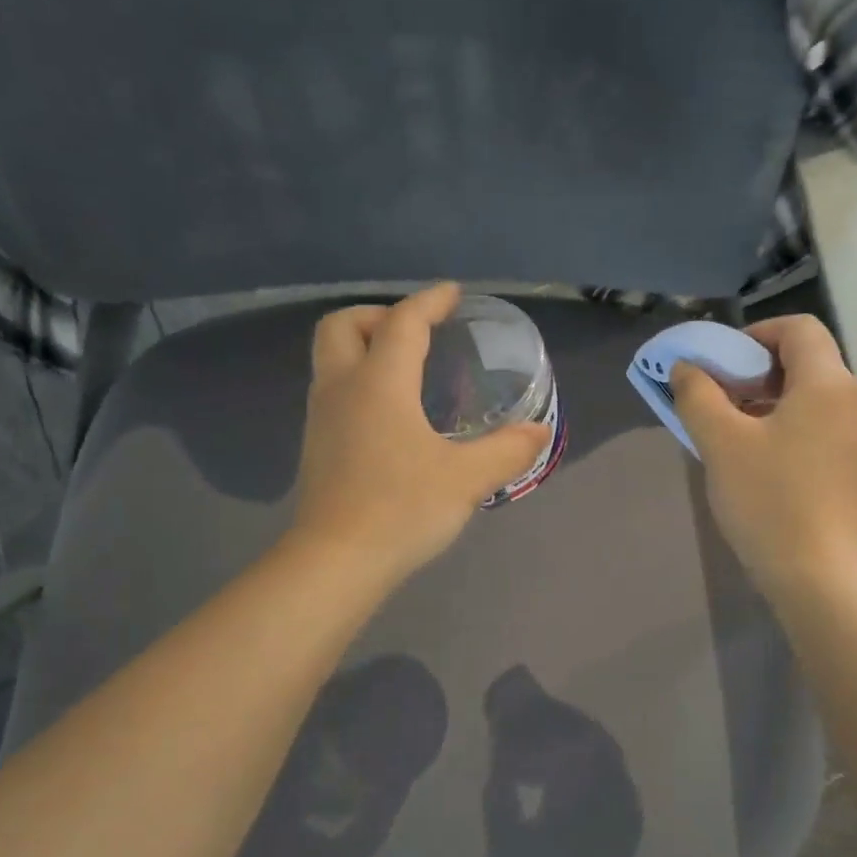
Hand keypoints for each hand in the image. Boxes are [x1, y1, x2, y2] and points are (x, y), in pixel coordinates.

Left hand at [291, 284, 550, 585]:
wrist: (336, 562)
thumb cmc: (401, 509)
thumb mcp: (466, 479)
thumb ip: (506, 450)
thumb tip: (539, 432)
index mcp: (379, 383)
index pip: (402, 322)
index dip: (429, 302)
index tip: (452, 295)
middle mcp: (342, 389)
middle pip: (342, 325)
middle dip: (378, 315)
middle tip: (415, 333)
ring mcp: (322, 418)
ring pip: (332, 359)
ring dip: (364, 348)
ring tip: (407, 371)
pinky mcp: (317, 446)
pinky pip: (334, 391)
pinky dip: (359, 381)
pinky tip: (391, 416)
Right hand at [672, 314, 856, 600]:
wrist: (821, 578)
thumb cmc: (769, 501)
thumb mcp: (721, 443)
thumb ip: (698, 395)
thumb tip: (687, 368)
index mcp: (829, 385)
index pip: (799, 329)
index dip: (756, 334)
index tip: (722, 364)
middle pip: (809, 365)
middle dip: (759, 374)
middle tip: (721, 403)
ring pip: (816, 403)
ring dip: (774, 406)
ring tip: (736, 439)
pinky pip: (825, 435)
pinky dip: (793, 434)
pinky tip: (766, 470)